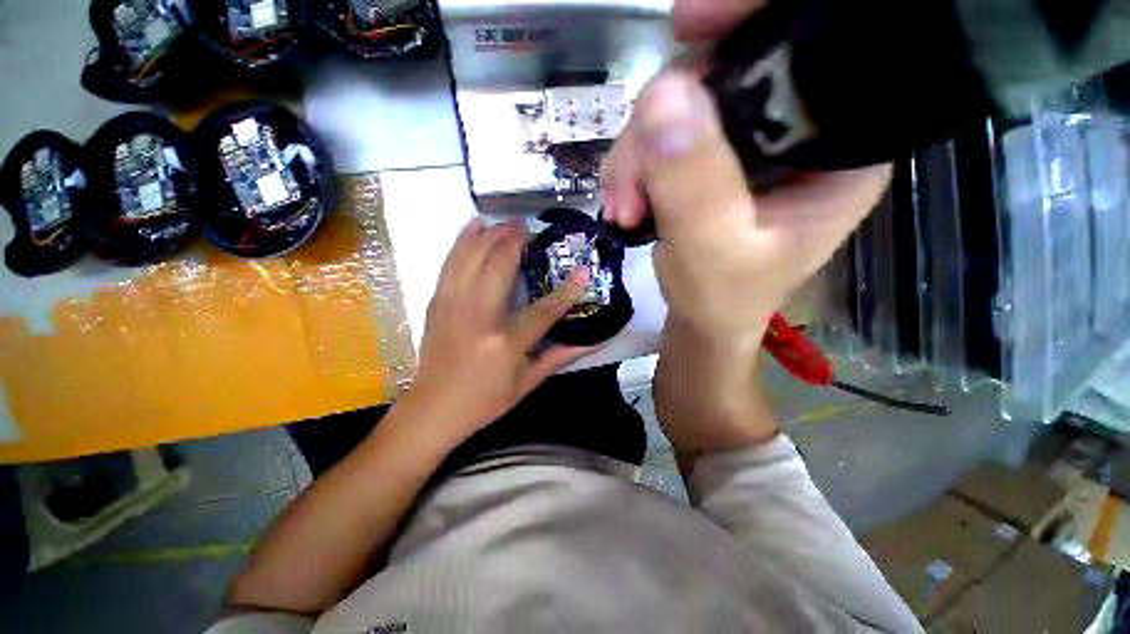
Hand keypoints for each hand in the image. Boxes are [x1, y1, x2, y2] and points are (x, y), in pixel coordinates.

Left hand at [403, 218, 592, 445]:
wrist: (432, 408)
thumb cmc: (485, 401)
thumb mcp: (527, 383)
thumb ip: (560, 357)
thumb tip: (593, 342)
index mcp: (505, 343)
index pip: (544, 310)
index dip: (568, 290)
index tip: (584, 269)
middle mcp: (478, 317)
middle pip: (498, 267)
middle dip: (515, 241)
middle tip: (529, 226)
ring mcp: (453, 306)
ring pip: (471, 257)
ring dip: (489, 234)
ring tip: (505, 221)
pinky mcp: (437, 302)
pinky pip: (450, 263)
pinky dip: (462, 240)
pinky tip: (472, 226)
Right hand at [600, 1, 888, 454]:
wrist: (704, 318)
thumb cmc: (724, 299)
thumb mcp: (713, 254)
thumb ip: (694, 186)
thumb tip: (661, 97)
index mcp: (838, 145)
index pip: (816, 48)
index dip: (755, 19)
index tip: (690, 25)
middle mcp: (796, 127)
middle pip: (728, 71)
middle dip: (663, 119)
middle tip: (631, 181)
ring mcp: (746, 139)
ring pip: (679, 103)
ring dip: (636, 154)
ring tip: (624, 207)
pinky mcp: (709, 155)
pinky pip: (660, 133)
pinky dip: (632, 165)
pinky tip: (625, 203)